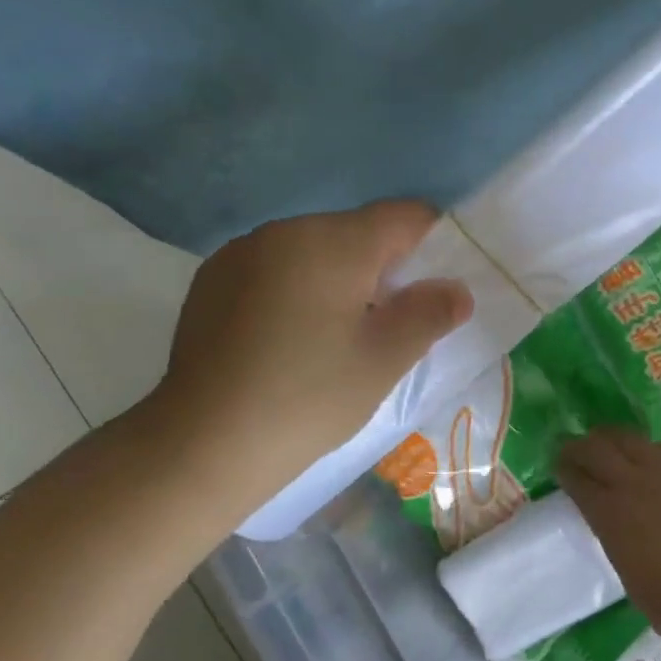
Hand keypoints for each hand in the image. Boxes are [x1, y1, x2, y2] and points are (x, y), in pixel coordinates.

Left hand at [145, 200, 472, 510]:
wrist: (202, 443)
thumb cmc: (308, 398)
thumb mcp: (383, 360)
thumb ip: (429, 314)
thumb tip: (457, 289)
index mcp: (333, 241)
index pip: (404, 217)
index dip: (434, 246)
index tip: (436, 291)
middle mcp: (285, 230)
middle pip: (356, 233)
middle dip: (382, 269)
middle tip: (387, 327)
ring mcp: (241, 252)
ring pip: (313, 251)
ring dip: (337, 280)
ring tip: (334, 339)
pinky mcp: (211, 279)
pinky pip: (274, 269)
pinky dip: (295, 290)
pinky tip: (286, 341)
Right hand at [557, 427, 660, 655]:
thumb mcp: (626, 568)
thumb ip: (615, 534)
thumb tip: (615, 520)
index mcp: (609, 513)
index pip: (576, 478)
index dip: (564, 469)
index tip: (558, 465)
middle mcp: (633, 483)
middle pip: (597, 448)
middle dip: (580, 446)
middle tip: (575, 449)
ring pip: (631, 438)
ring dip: (613, 439)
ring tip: (610, 443)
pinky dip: (652, 450)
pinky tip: (653, 457)